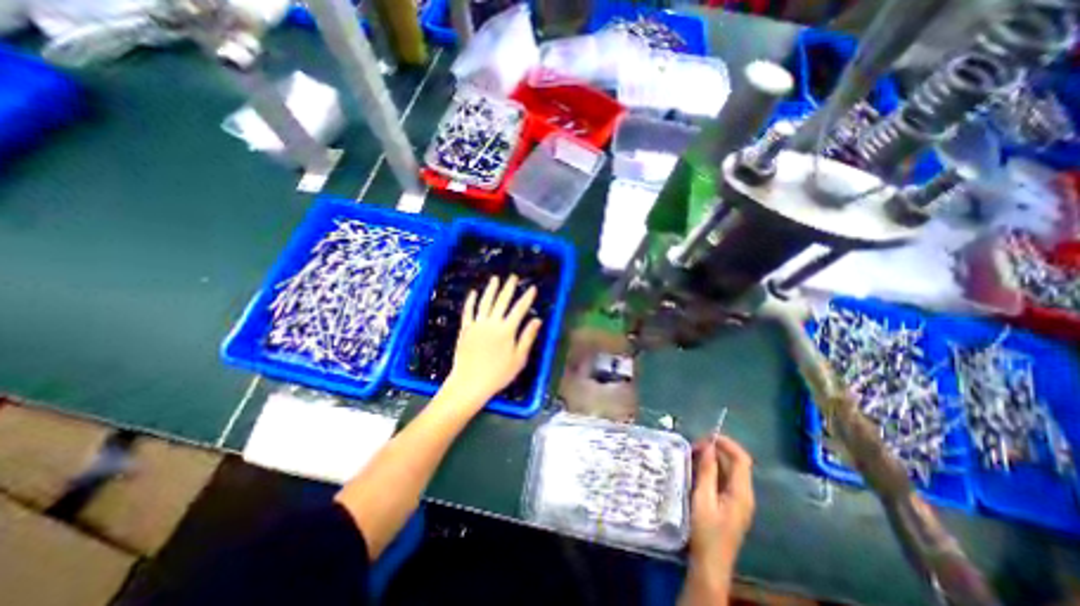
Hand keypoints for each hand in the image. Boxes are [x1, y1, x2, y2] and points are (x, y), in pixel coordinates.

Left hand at [441, 274, 539, 410]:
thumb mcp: (518, 359)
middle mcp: (492, 323)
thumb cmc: (498, 374)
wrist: (470, 383)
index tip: (532, 288)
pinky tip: (474, 292)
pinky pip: (468, 311)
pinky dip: (471, 301)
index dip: (527, 298)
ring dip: (491, 289)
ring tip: (495, 278)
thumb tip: (537, 320)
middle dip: (509, 288)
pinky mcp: (465, 329)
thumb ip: (527, 337)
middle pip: (502, 301)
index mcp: (507, 330)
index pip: (519, 309)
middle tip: (513, 277)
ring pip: (485, 302)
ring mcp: (477, 325)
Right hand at [686, 435, 753, 571]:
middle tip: (694, 446)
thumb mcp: (702, 498)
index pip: (741, 459)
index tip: (706, 436)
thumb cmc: (706, 532)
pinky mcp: (731, 505)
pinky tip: (697, 469)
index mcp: (741, 493)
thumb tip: (708, 447)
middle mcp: (744, 494)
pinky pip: (725, 480)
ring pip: (730, 471)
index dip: (727, 443)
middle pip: (736, 463)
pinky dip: (713, 470)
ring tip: (692, 454)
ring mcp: (739, 501)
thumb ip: (707, 471)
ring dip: (714, 459)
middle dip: (717, 450)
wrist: (710, 564)